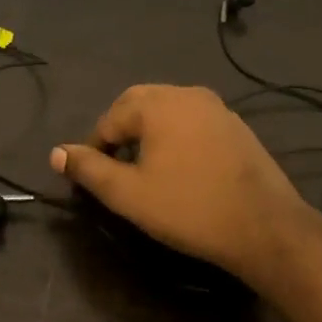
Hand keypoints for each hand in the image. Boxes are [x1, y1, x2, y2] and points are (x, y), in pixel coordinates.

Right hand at [50, 85, 315, 294]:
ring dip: (149, 134)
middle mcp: (187, 94)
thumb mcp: (127, 194)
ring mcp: (217, 108)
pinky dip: (176, 138)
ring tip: (146, 170)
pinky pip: (193, 123)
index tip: (94, 179)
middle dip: (120, 134)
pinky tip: (181, 170)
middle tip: (116, 170)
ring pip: (168, 112)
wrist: (264, 227)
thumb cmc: (188, 208)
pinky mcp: (237, 127)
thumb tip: (57, 153)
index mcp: (158, 104)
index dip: (95, 148)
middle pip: (138, 105)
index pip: (109, 119)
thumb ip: (88, 170)